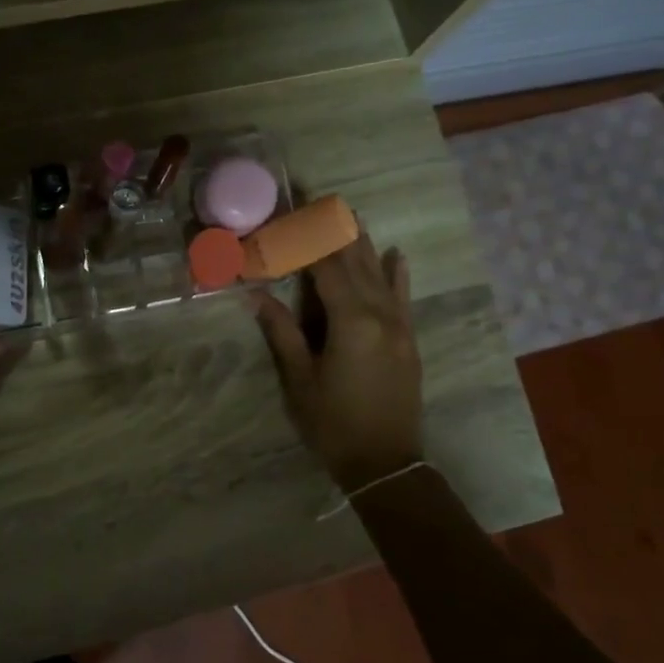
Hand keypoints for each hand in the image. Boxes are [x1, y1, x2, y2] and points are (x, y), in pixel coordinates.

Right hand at [250, 228, 423, 492]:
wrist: (386, 463)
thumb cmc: (334, 424)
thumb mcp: (300, 380)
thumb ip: (282, 332)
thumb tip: (255, 294)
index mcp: (350, 321)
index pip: (325, 267)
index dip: (306, 238)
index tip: (291, 211)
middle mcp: (379, 314)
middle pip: (355, 262)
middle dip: (335, 229)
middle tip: (320, 199)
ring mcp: (399, 326)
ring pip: (380, 273)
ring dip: (363, 242)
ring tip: (350, 212)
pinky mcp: (408, 339)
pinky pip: (403, 297)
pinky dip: (397, 273)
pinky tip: (396, 252)